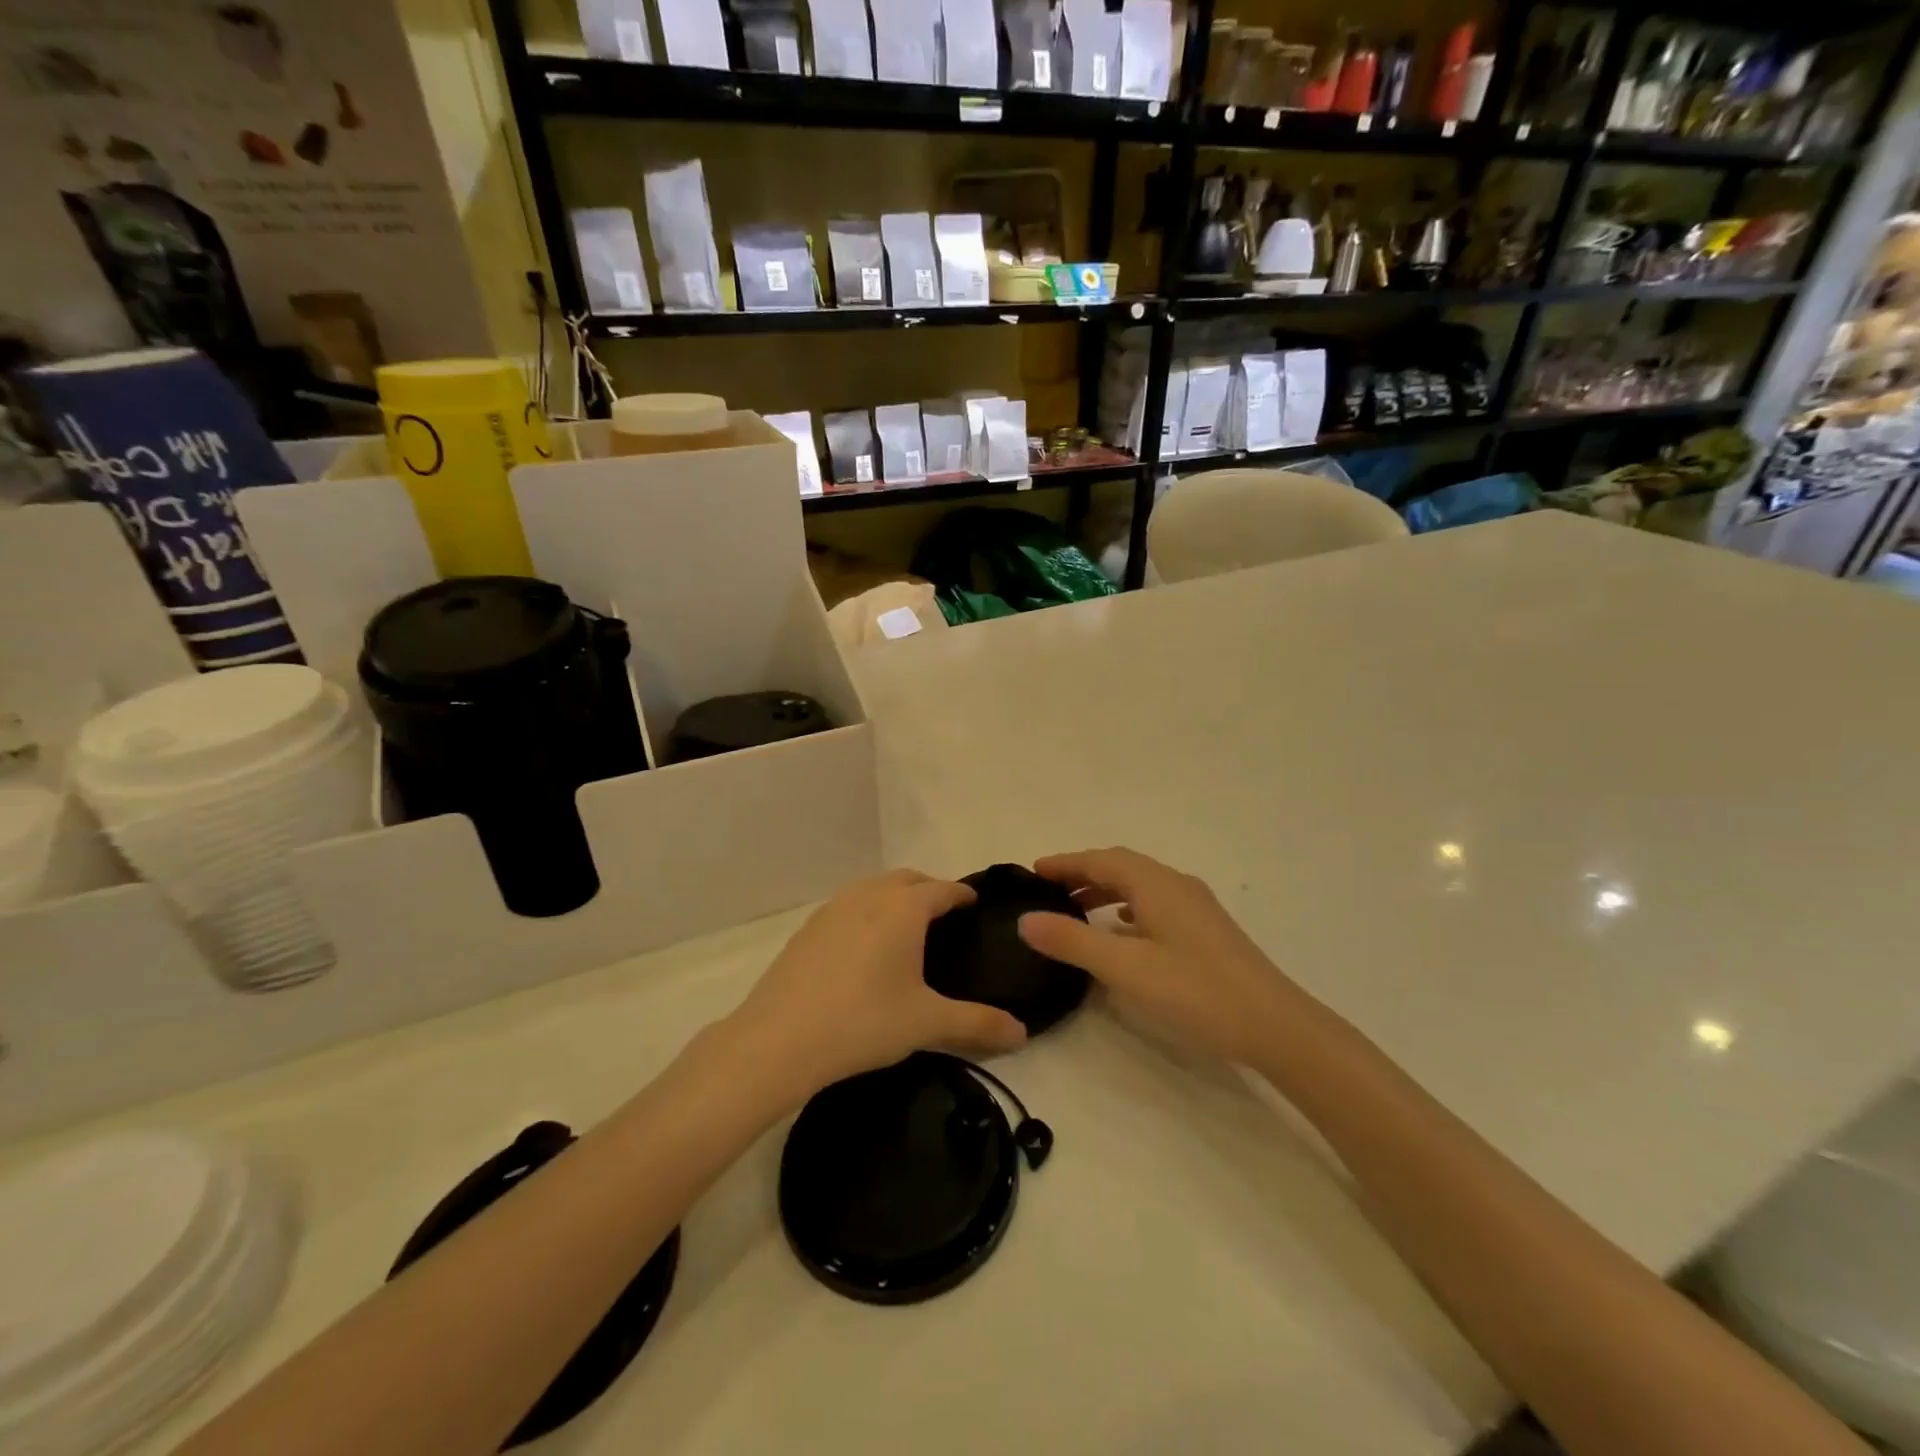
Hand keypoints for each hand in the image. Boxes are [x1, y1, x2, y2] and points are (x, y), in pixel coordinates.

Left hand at [727, 869, 1027, 1097]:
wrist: (779, 1039)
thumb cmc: (863, 1021)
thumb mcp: (927, 1023)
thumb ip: (979, 1024)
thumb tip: (1023, 1034)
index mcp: (904, 908)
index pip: (943, 889)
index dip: (963, 895)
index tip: (976, 906)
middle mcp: (869, 895)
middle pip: (908, 879)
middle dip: (930, 891)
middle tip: (946, 919)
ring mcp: (833, 908)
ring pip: (874, 888)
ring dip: (895, 898)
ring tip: (907, 931)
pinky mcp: (808, 928)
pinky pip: (848, 906)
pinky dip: (867, 913)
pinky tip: (865, 949)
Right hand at [1017, 848, 1303, 1066]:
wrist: (1274, 1024)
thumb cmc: (1194, 991)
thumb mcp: (1124, 968)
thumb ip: (1072, 942)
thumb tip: (1026, 919)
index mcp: (1155, 884)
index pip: (1100, 860)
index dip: (1065, 863)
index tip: (1033, 871)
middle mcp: (1175, 884)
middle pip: (1120, 866)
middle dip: (1082, 873)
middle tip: (1048, 890)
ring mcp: (1195, 906)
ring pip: (1140, 886)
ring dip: (1105, 891)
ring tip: (1075, 911)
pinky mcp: (1206, 929)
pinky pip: (1155, 904)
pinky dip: (1127, 908)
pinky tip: (1121, 932)